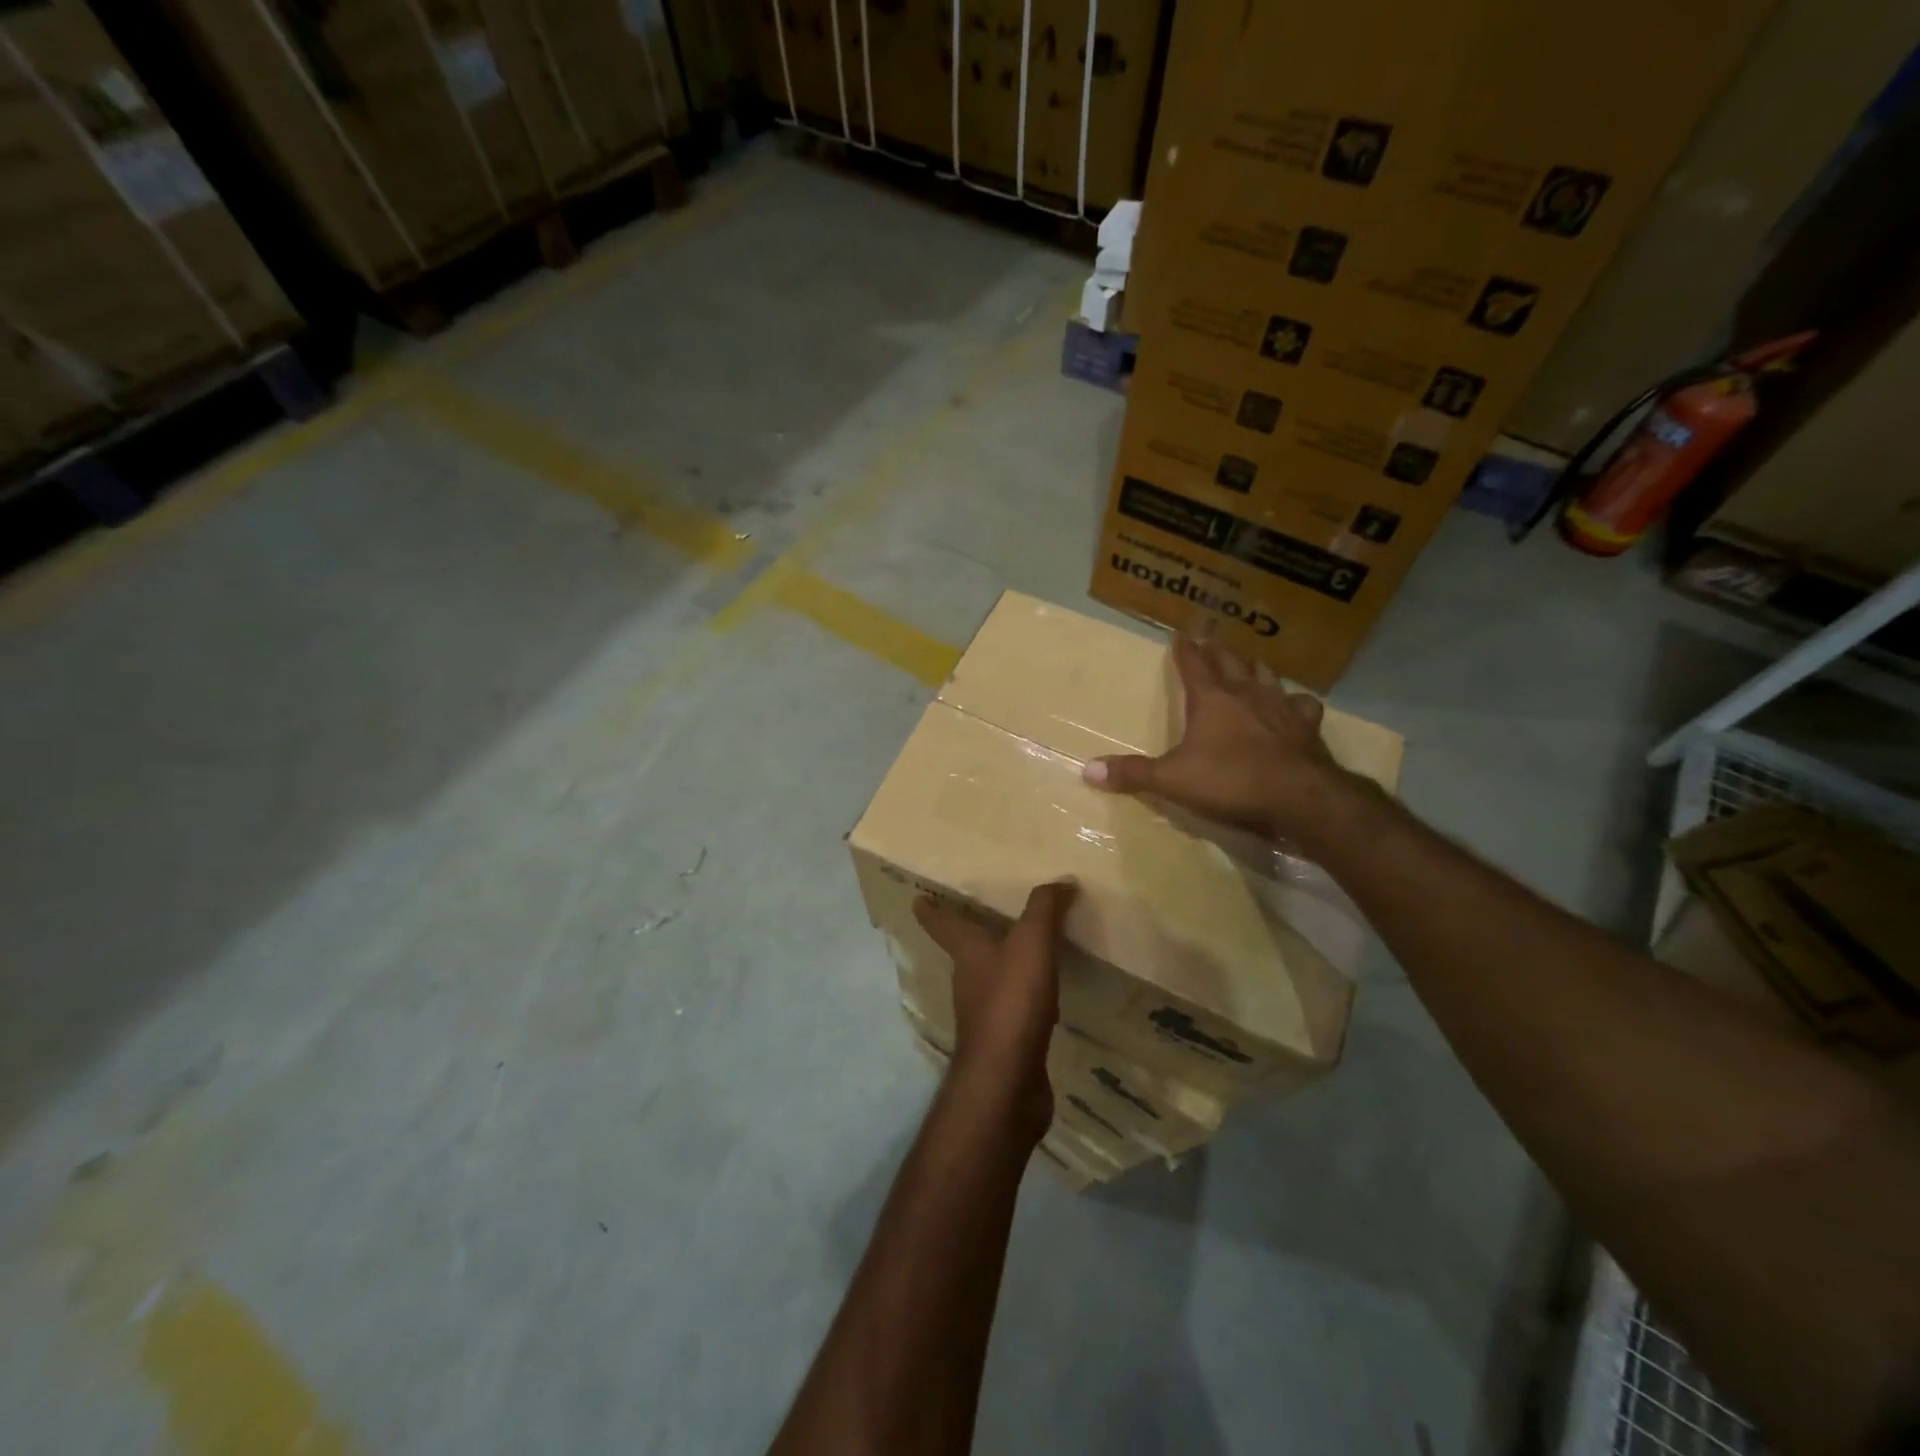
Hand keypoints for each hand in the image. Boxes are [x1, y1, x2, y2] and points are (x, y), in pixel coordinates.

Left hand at [912, 881, 1075, 1142]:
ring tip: (1026, 951)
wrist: (1007, 1082)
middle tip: (985, 916)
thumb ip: (1045, 909)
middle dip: (973, 935)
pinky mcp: (1005, 1043)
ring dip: (1003, 966)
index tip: (917, 899)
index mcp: (968, 954)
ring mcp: (985, 1015)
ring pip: (992, 980)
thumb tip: (1061, 881)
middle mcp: (969, 982)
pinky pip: (1016, 1009)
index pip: (942, 924)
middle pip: (967, 952)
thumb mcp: (1031, 943)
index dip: (931, 910)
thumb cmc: (1011, 1002)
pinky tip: (1047, 998)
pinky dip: (1027, 997)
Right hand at [1082, 636, 1358, 847]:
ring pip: (1266, 675)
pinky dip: (1295, 702)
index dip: (1183, 649)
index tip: (1179, 634)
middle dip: (1217, 650)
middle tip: (1210, 641)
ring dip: (1254, 667)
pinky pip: (1302, 704)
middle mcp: (1246, 693)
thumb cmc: (1230, 781)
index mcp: (1211, 699)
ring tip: (1249, 664)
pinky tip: (1294, 705)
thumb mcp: (1172, 780)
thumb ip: (1133, 774)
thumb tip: (1087, 770)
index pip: (1192, 664)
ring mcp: (1280, 707)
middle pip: (1230, 661)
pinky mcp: (1307, 726)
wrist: (1298, 797)